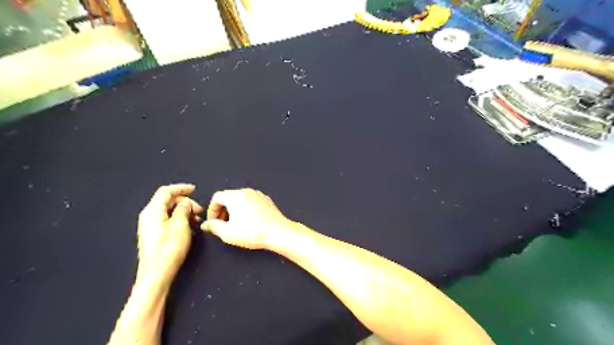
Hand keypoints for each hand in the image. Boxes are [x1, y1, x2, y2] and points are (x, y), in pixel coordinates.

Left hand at [136, 184, 202, 284]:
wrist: (156, 274)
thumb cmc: (169, 248)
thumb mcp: (181, 224)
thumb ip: (183, 209)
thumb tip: (185, 203)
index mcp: (153, 211)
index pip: (166, 191)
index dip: (181, 188)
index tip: (194, 189)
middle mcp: (148, 216)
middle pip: (167, 201)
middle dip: (185, 202)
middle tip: (199, 210)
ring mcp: (149, 226)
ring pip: (168, 211)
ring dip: (183, 211)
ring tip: (196, 220)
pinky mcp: (153, 235)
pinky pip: (167, 220)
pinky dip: (179, 219)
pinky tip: (188, 227)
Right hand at [203, 187, 294, 248]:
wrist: (278, 232)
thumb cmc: (252, 233)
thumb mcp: (227, 233)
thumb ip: (214, 227)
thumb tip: (206, 224)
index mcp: (236, 196)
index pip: (217, 197)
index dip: (211, 210)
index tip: (213, 222)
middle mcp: (247, 192)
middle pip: (229, 197)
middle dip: (222, 210)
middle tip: (222, 224)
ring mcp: (259, 195)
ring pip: (241, 199)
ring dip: (234, 209)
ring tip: (235, 224)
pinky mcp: (267, 200)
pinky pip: (251, 201)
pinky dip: (246, 208)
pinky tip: (249, 221)